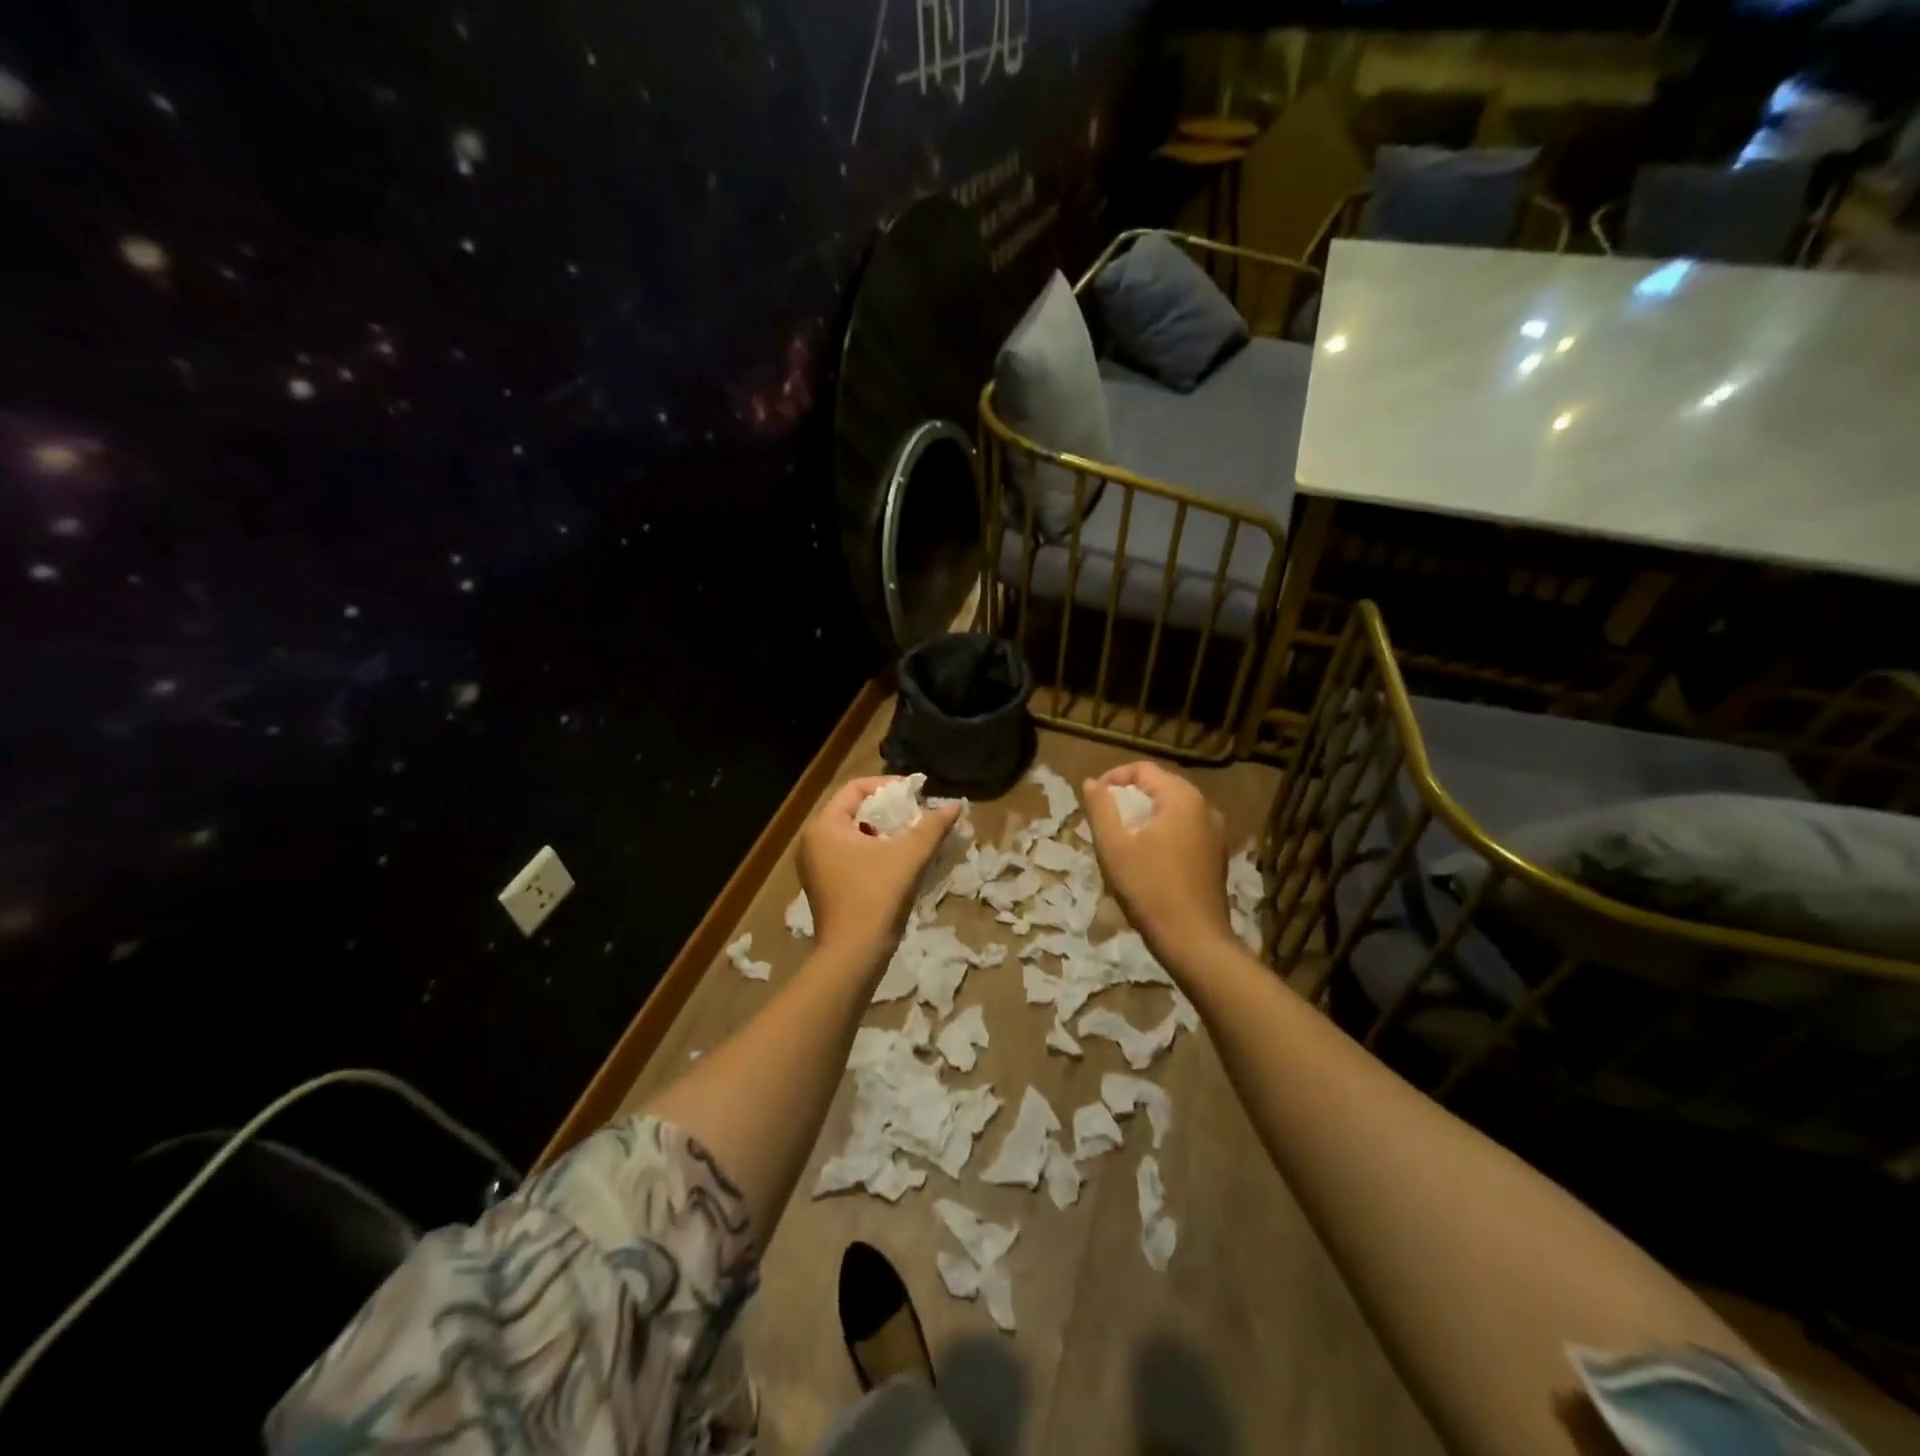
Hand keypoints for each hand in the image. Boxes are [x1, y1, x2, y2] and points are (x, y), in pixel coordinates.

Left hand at [799, 777, 958, 959]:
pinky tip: (898, 862)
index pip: (855, 789)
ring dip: (883, 833)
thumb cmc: (876, 896)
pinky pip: (850, 857)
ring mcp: (816, 867)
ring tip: (912, 837)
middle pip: (853, 811)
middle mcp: (813, 842)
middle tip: (917, 814)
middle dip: (888, 811)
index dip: (888, 786)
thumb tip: (955, 806)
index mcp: (824, 827)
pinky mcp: (825, 887)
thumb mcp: (909, 856)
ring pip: (853, 836)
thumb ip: (932, 827)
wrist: (854, 955)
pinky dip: (874, 853)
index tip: (916, 794)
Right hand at [1082, 762, 1231, 961]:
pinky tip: (1146, 858)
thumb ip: (1100, 808)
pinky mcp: (1216, 856)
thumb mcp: (1114, 846)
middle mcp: (1205, 807)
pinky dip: (1162, 832)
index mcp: (1182, 798)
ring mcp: (1215, 833)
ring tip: (1121, 838)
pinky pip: (1185, 829)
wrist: (1193, 940)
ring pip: (1173, 810)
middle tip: (1105, 819)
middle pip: (1160, 786)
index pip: (1143, 769)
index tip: (1094, 799)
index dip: (1114, 778)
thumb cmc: (1149, 888)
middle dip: (1129, 797)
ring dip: (1145, 816)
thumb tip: (1092, 782)